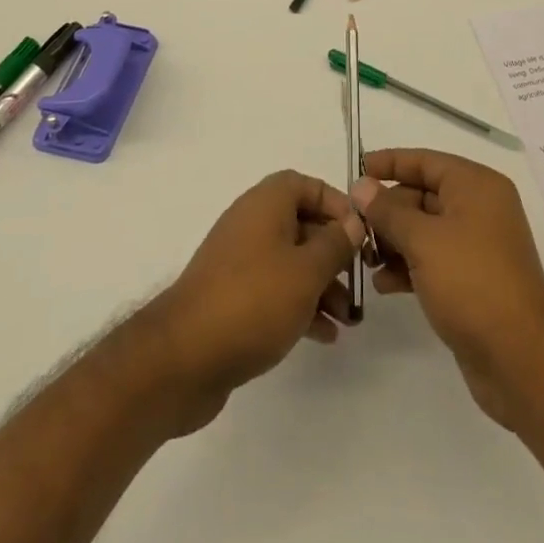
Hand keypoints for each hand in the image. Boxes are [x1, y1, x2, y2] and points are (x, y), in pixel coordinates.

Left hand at [145, 170, 364, 433]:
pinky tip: (324, 335)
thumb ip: (335, 244)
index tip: (360, 234)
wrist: (183, 357)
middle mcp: (251, 223)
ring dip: (322, 285)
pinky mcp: (232, 297)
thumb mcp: (306, 271)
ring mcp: (239, 261)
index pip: (306, 185)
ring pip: (291, 261)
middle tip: (360, 283)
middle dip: (334, 253)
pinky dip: (300, 305)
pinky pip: (275, 290)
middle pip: (302, 225)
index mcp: (266, 204)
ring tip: (349, 320)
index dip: (336, 204)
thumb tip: (353, 222)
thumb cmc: (253, 301)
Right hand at [353, 148, 543, 427]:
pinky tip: (383, 284)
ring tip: (365, 259)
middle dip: (388, 210)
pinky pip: (432, 260)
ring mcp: (477, 246)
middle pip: (422, 195)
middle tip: (355, 227)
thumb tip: (361, 185)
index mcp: (476, 186)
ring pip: (425, 230)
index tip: (356, 169)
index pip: (425, 161)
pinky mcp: (472, 280)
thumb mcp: (423, 240)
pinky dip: (408, 266)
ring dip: (393, 241)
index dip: (390, 162)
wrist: (520, 358)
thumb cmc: (471, 282)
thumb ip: (387, 211)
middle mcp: (479, 208)